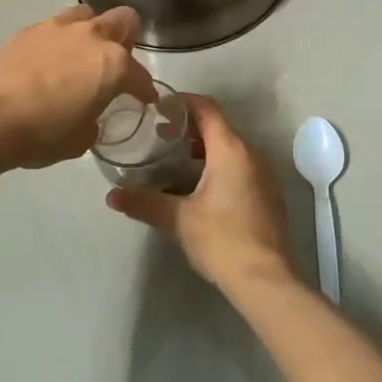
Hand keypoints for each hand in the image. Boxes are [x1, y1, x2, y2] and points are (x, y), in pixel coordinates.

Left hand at [0, 5, 159, 169]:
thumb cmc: (42, 134)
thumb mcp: (80, 139)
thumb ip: (93, 119)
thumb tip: (88, 115)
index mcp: (113, 65)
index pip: (140, 76)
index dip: (145, 90)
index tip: (145, 99)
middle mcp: (91, 37)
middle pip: (123, 20)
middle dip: (126, 39)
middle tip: (116, 63)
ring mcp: (57, 28)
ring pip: (86, 15)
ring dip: (91, 31)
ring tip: (81, 54)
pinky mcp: (28, 30)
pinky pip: (54, 27)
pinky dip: (58, 41)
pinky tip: (49, 61)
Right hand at [106, 95, 294, 291]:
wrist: (265, 280)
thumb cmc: (221, 239)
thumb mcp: (176, 219)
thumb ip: (144, 202)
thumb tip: (112, 196)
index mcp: (230, 150)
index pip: (207, 109)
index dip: (183, 102)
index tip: (160, 108)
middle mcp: (252, 155)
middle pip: (219, 128)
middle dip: (189, 129)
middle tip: (160, 139)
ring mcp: (264, 176)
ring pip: (231, 150)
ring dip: (204, 151)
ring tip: (174, 164)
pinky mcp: (268, 197)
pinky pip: (241, 169)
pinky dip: (219, 168)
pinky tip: (199, 190)